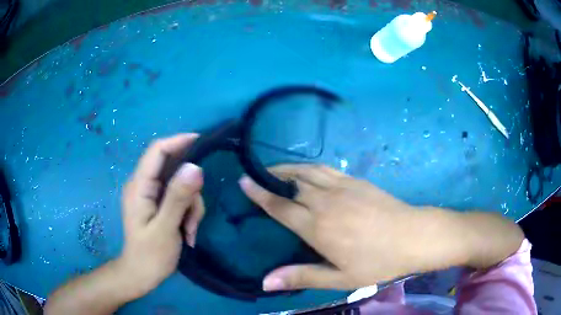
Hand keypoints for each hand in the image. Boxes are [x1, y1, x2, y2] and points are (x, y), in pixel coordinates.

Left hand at [116, 134, 204, 298]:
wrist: (141, 275)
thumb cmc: (150, 255)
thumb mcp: (166, 228)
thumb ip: (178, 197)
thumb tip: (195, 166)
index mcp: (139, 186)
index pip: (157, 150)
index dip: (178, 141)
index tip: (202, 142)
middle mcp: (143, 185)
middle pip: (173, 168)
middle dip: (189, 189)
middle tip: (195, 213)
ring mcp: (151, 195)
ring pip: (180, 185)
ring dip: (191, 206)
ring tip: (189, 230)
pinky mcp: (158, 204)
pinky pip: (179, 198)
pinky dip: (188, 212)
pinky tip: (187, 232)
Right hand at [239, 164, 523, 291]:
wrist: (414, 236)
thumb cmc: (378, 262)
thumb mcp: (339, 278)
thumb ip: (301, 277)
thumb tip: (265, 282)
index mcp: (317, 226)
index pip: (279, 206)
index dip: (259, 193)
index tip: (243, 180)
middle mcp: (324, 201)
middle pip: (290, 184)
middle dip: (270, 178)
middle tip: (257, 175)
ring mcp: (342, 187)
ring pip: (307, 171)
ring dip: (288, 167)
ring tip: (276, 168)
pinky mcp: (356, 181)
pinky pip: (326, 168)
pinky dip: (310, 167)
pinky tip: (308, 171)